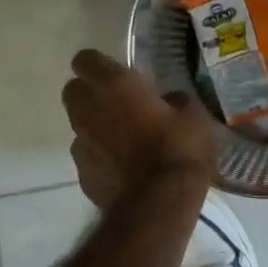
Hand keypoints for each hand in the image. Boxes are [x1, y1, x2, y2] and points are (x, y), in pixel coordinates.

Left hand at [63, 49, 215, 210]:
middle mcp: (90, 110)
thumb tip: (170, 100)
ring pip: (79, 124)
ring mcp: (81, 143)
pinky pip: (87, 154)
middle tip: (118, 101)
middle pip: (73, 91)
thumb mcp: (194, 117)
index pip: (86, 60)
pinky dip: (100, 155)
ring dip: (95, 125)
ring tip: (124, 137)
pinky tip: (123, 166)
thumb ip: (176, 102)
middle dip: (89, 92)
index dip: (98, 64)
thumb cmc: (179, 150)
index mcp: (116, 86)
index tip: (116, 71)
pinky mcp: (82, 174)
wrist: (158, 206)